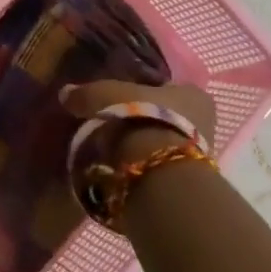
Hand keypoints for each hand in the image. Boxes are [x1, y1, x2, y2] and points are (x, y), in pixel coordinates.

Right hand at [59, 78, 215, 160]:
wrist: (160, 172)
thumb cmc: (141, 117)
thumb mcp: (106, 96)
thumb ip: (86, 93)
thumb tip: (65, 93)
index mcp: (193, 93)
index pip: (166, 89)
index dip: (143, 94)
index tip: (120, 102)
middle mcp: (205, 121)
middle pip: (167, 117)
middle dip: (143, 122)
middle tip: (114, 127)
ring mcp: (199, 155)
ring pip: (163, 143)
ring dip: (142, 147)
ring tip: (113, 152)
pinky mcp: (187, 182)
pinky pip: (159, 167)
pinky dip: (143, 167)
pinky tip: (122, 169)